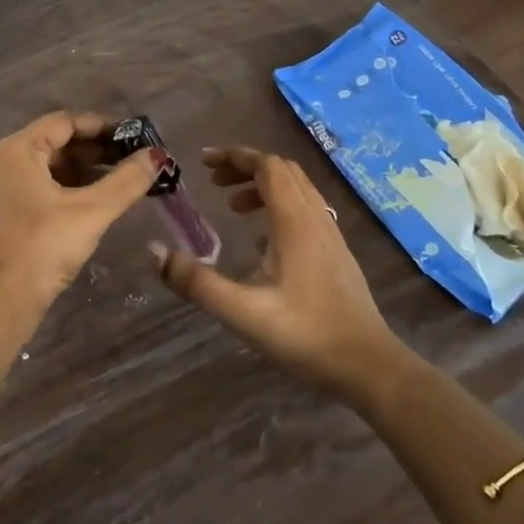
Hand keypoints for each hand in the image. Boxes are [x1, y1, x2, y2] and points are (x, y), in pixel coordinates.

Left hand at [0, 112, 159, 311]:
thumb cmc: (42, 246)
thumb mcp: (91, 211)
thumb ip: (126, 180)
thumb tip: (157, 156)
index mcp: (17, 150)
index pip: (64, 122)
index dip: (101, 126)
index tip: (133, 136)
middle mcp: (2, 162)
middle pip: (55, 143)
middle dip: (95, 150)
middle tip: (132, 159)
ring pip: (47, 168)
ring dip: (82, 171)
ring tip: (120, 180)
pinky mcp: (0, 214)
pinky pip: (37, 188)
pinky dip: (66, 189)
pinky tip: (93, 202)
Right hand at [152, 147, 398, 400]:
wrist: (368, 366)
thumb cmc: (305, 335)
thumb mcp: (242, 312)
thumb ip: (196, 282)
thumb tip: (155, 251)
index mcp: (295, 221)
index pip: (267, 166)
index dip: (234, 157)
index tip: (203, 161)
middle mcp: (316, 218)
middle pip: (283, 171)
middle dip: (246, 168)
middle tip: (213, 181)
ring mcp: (331, 235)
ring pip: (298, 190)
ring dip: (263, 187)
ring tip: (232, 208)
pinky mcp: (337, 254)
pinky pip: (306, 211)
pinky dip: (279, 208)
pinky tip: (262, 241)